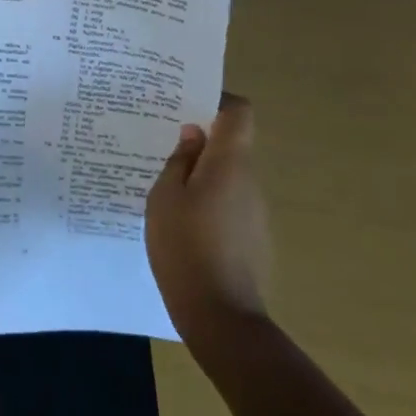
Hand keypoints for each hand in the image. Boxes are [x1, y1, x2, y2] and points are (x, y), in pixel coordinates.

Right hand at [145, 94, 269, 343]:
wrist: (220, 317)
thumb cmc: (185, 247)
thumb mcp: (165, 197)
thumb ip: (180, 160)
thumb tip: (194, 134)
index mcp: (230, 164)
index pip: (239, 112)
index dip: (217, 99)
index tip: (186, 102)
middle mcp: (250, 181)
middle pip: (231, 144)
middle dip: (200, 139)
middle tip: (161, 142)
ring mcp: (255, 212)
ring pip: (227, 176)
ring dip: (201, 173)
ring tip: (164, 185)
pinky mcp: (252, 238)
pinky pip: (228, 203)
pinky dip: (207, 201)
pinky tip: (180, 221)